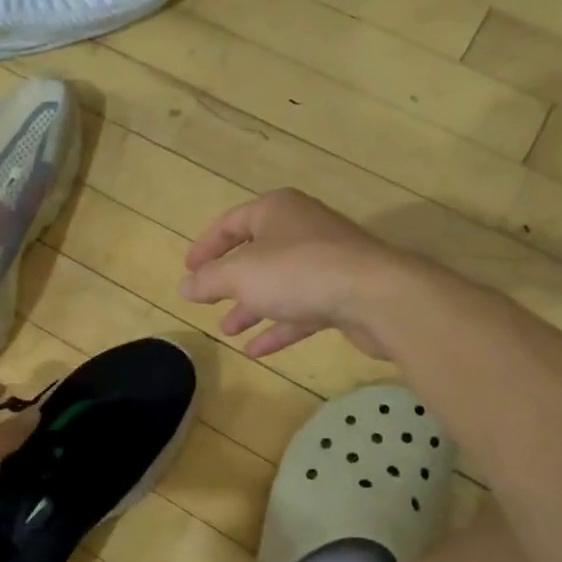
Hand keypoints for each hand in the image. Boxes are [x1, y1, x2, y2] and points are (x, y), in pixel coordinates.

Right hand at [179, 189, 394, 358]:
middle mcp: (301, 229)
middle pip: (256, 253)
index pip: (231, 223)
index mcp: (276, 210)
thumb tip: (184, 286)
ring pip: (278, 284)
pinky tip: (257, 351)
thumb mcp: (240, 274)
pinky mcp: (343, 292)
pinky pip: (301, 309)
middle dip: (229, 281)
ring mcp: (325, 261)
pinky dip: (278, 327)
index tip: (188, 271)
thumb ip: (208, 280)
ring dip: (251, 307)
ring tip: (227, 330)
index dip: (206, 247)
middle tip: (207, 302)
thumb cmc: (298, 272)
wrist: (377, 295)